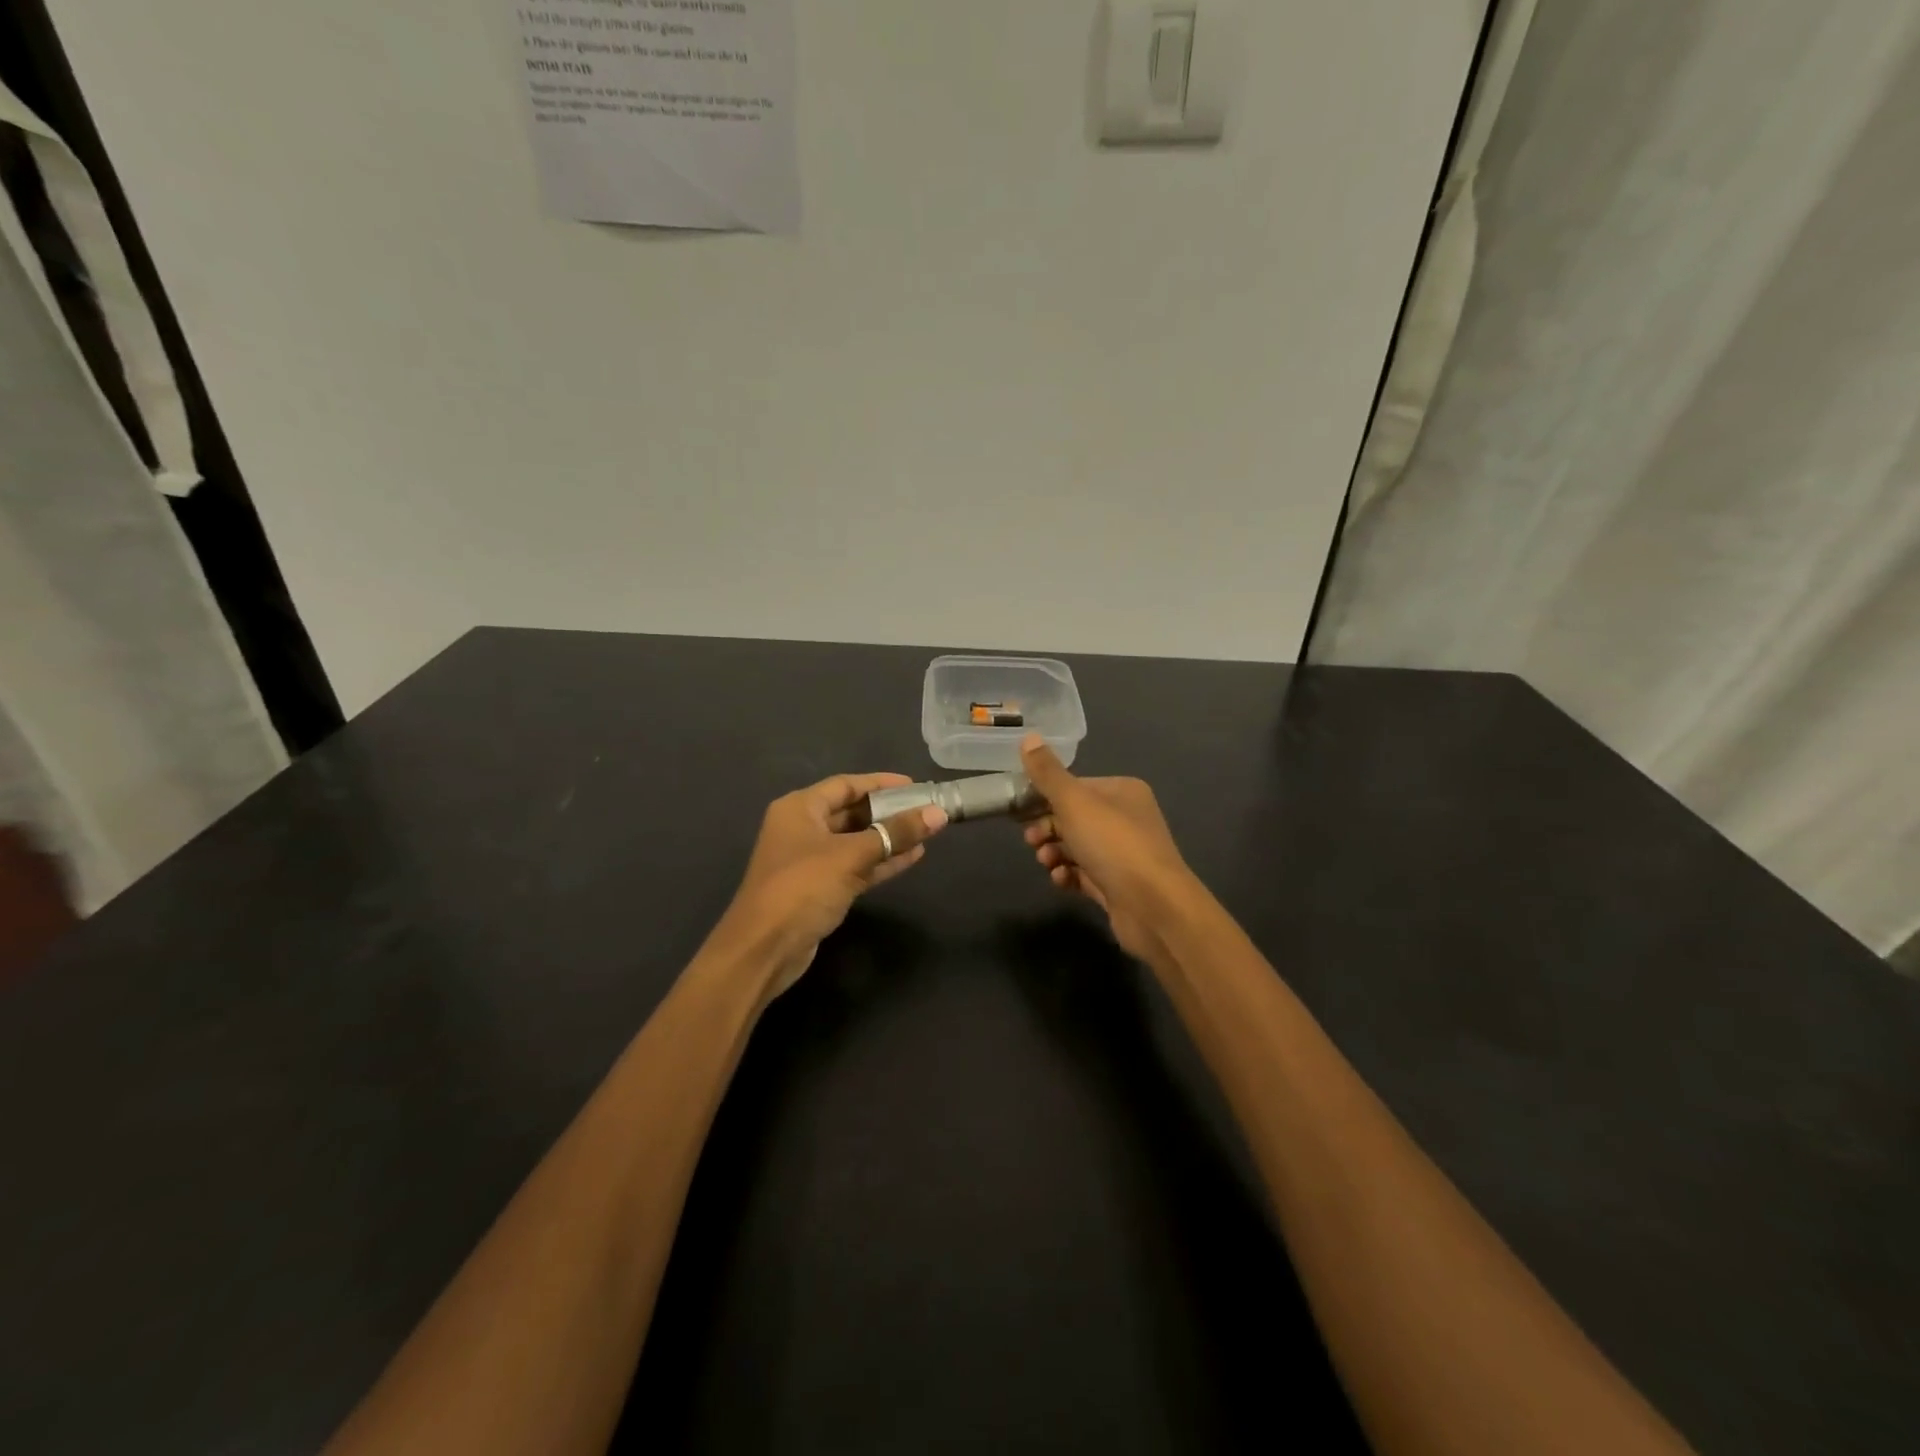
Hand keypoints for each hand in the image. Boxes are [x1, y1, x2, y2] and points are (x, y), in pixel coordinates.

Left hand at [716, 773, 947, 996]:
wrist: (764, 949)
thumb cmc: (802, 888)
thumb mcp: (851, 856)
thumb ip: (895, 833)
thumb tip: (938, 813)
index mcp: (800, 808)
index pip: (846, 784)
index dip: (881, 783)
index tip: (916, 785)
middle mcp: (802, 828)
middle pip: (851, 812)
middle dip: (889, 812)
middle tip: (926, 810)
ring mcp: (810, 860)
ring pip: (856, 841)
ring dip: (888, 838)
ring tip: (927, 833)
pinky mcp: (819, 888)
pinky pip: (855, 866)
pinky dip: (880, 861)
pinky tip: (912, 857)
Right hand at [1019, 736, 1195, 961]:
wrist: (1153, 907)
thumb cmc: (1113, 844)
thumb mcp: (1074, 802)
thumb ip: (1047, 773)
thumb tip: (1028, 737)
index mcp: (1122, 791)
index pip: (1075, 786)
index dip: (1045, 797)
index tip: (1020, 811)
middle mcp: (1126, 818)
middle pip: (1073, 817)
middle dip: (1047, 828)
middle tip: (1032, 840)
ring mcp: (1123, 854)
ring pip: (1076, 847)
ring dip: (1054, 852)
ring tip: (1047, 862)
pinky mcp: (1117, 885)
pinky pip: (1084, 874)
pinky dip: (1068, 875)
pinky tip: (1061, 880)